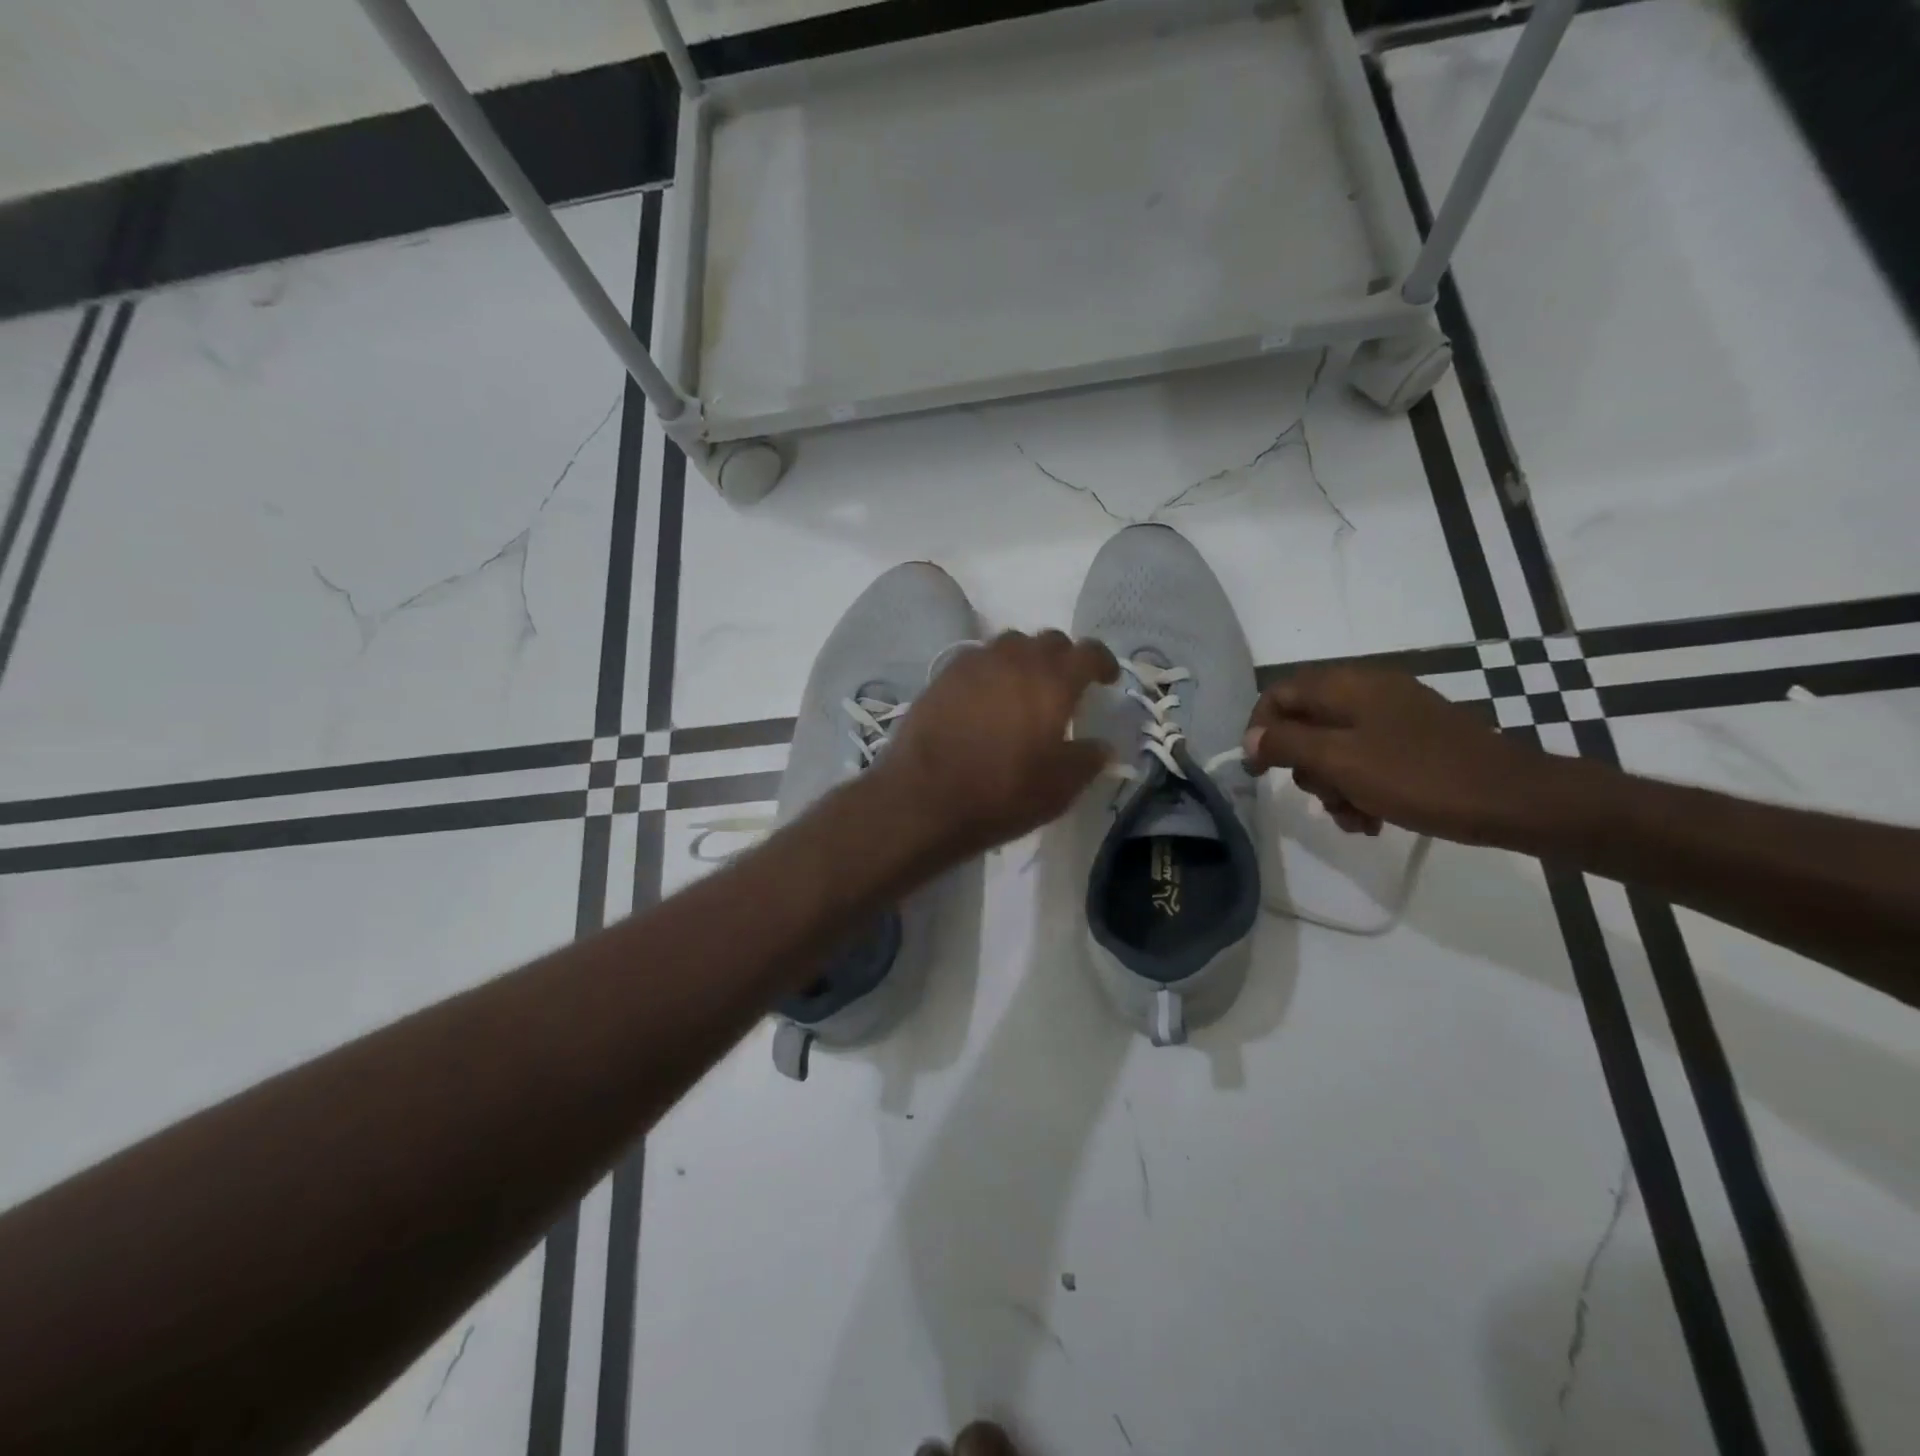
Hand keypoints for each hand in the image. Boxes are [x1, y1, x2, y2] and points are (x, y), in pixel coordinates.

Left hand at [876, 630, 1118, 861]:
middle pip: (1048, 641)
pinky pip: (977, 660)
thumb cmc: (1002, 793)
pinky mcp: (943, 676)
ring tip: (1023, 688)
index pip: (1089, 652)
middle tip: (1064, 686)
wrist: (924, 798)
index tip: (1106, 679)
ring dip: (1024, 660)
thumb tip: (1101, 745)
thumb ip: (1087, 760)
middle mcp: (1015, 660)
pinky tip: (986, 699)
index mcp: (1052, 681)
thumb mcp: (1060, 788)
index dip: (1103, 662)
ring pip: (1009, 645)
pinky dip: (991, 672)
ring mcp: (974, 664)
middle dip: (1063, 658)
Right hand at [1243, 666, 1556, 845]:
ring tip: (1353, 818)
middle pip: (1306, 725)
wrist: (1514, 800)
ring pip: (1335, 749)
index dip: (1260, 729)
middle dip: (1306, 768)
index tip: (1259, 769)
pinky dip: (1360, 788)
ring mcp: (1394, 717)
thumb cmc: (1419, 776)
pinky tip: (1373, 819)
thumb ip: (1288, 744)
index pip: (1280, 693)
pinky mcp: (1414, 743)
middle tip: (1322, 797)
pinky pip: (1366, 761)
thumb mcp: (1341, 760)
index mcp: (1348, 685)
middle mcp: (1367, 692)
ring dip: (1333, 787)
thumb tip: (1250, 738)